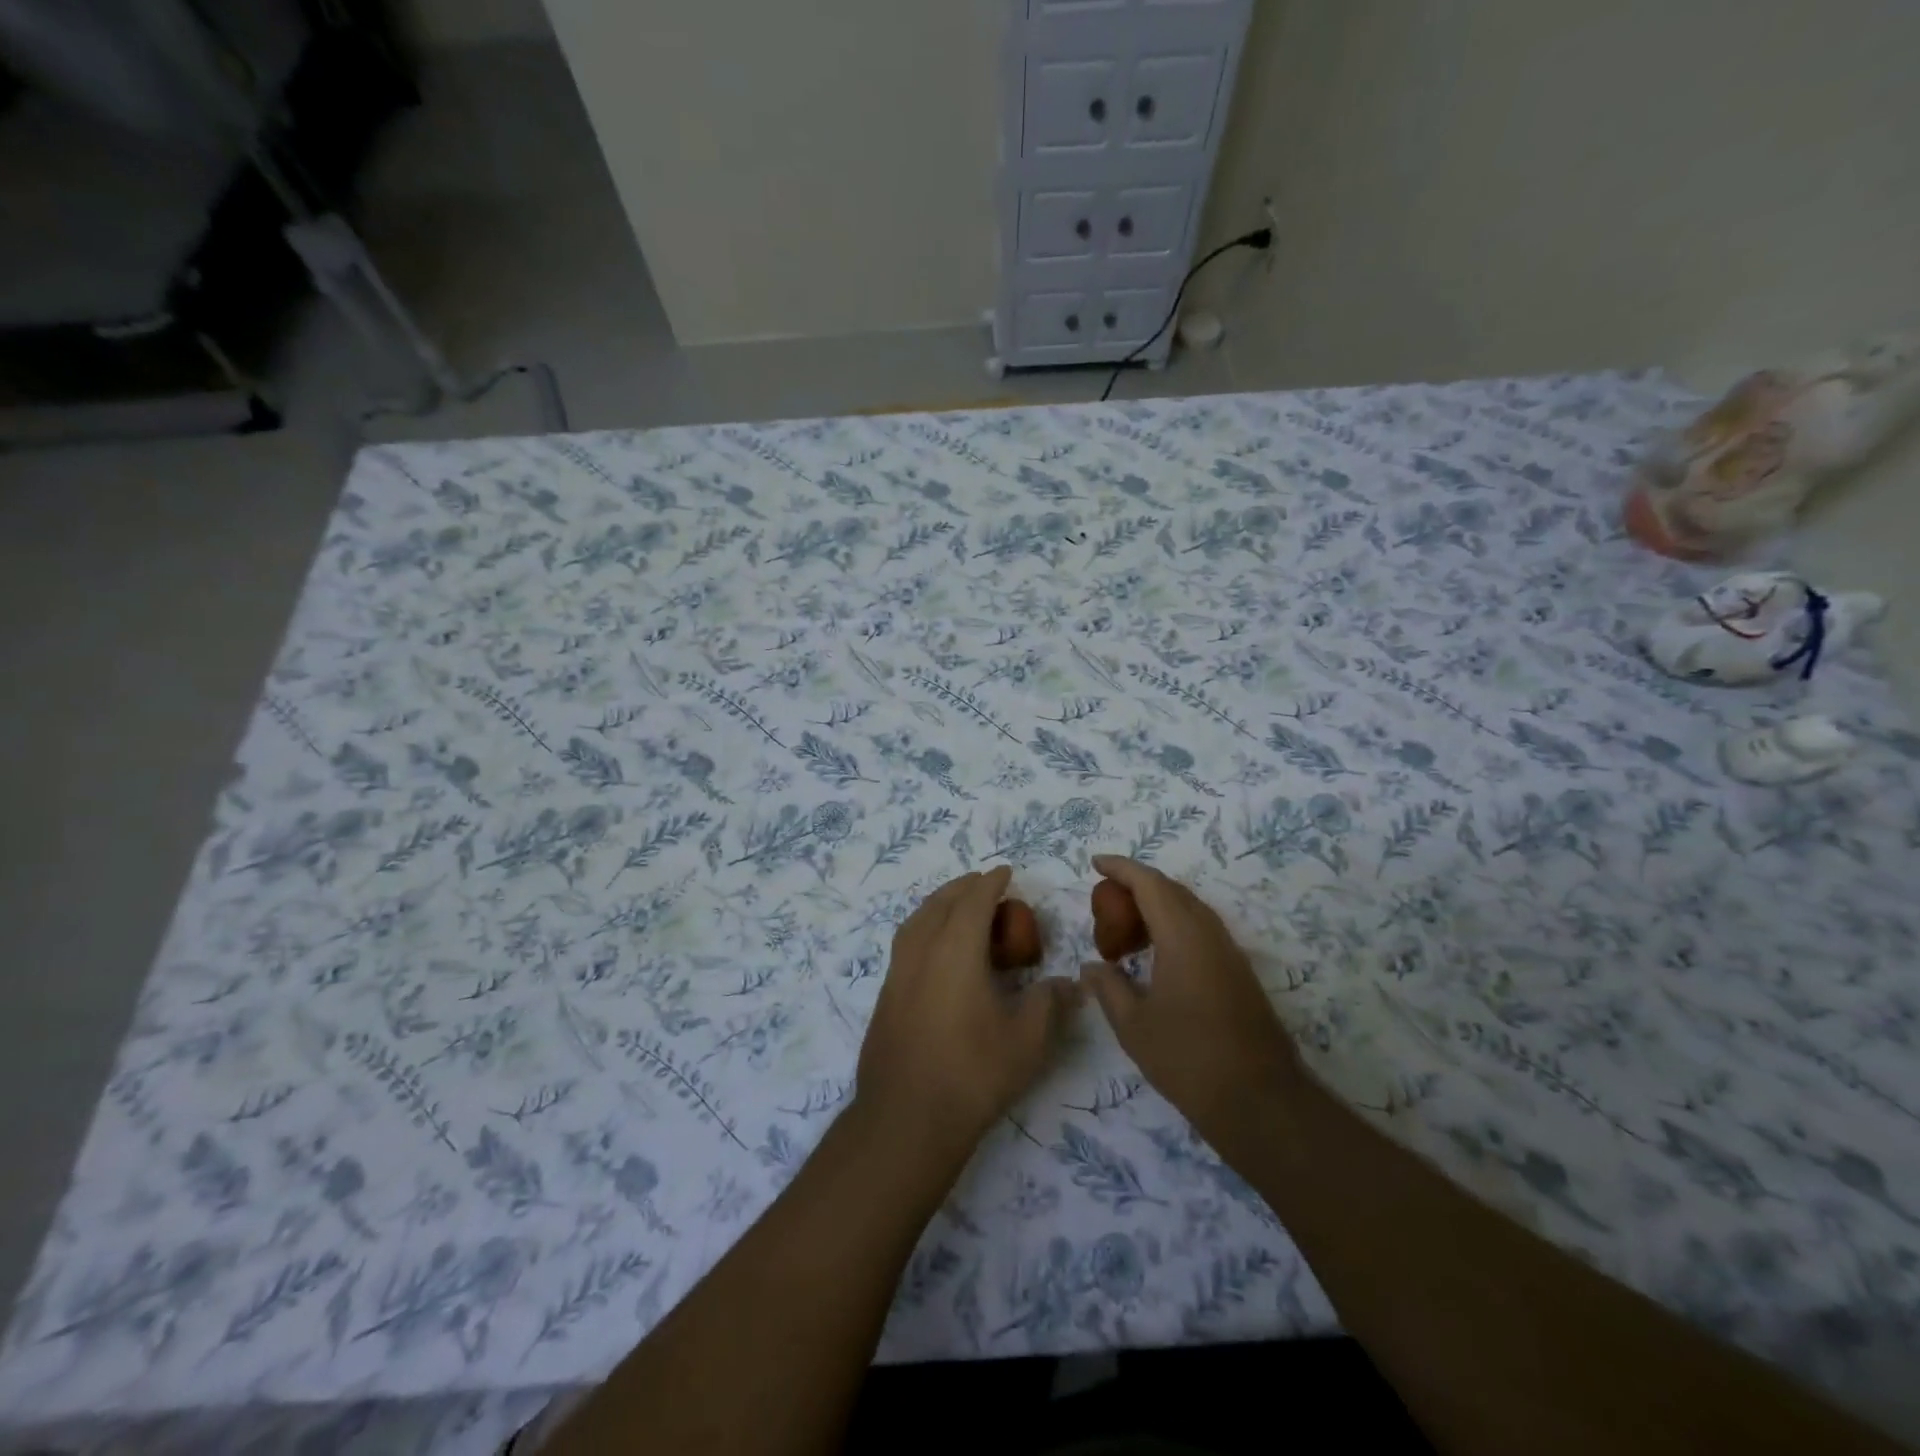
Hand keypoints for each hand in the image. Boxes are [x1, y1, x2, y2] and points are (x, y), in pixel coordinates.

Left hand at [857, 866, 1079, 1157]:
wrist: (905, 1118)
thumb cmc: (973, 1073)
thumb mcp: (1027, 1041)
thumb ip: (1050, 1004)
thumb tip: (1069, 983)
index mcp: (955, 950)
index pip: (974, 901)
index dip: (991, 882)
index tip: (1005, 871)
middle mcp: (922, 951)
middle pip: (940, 903)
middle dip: (963, 887)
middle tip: (984, 884)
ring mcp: (897, 974)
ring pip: (916, 921)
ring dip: (938, 904)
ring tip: (956, 907)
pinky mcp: (885, 996)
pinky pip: (906, 943)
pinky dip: (923, 928)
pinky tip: (934, 950)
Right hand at [1080, 855, 1300, 1152]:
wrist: (1260, 1101)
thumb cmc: (1188, 1059)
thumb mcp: (1133, 1026)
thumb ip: (1108, 987)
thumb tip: (1091, 966)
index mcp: (1183, 937)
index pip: (1149, 883)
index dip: (1121, 868)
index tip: (1095, 862)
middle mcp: (1209, 934)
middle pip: (1171, 890)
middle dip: (1136, 885)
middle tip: (1105, 901)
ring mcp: (1229, 953)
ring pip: (1189, 909)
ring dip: (1156, 906)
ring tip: (1125, 928)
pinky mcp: (1238, 972)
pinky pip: (1200, 929)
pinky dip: (1173, 926)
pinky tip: (1156, 954)